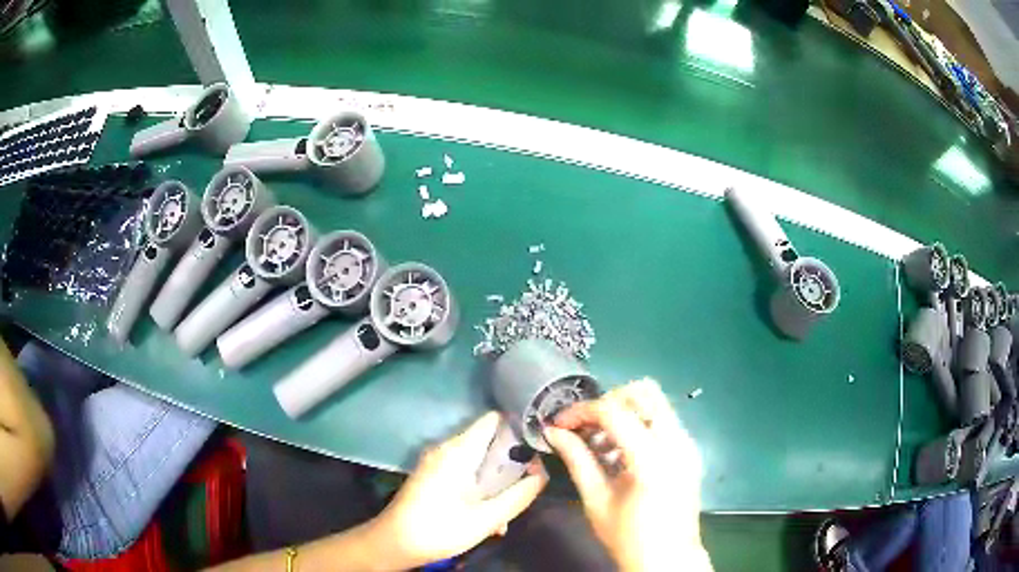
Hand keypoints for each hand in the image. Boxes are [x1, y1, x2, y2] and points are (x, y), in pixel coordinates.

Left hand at [370, 412, 547, 568]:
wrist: (394, 542)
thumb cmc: (440, 528)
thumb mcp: (487, 517)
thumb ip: (518, 495)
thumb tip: (542, 475)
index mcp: (458, 451)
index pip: (493, 420)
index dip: (518, 428)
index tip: (537, 448)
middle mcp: (446, 448)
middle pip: (488, 442)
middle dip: (510, 464)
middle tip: (525, 488)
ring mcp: (436, 461)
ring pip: (477, 461)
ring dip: (495, 482)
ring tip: (505, 512)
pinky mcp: (432, 475)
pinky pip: (464, 472)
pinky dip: (478, 487)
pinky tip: (485, 517)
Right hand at [545, 378, 711, 571]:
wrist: (668, 559)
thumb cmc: (628, 537)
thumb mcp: (596, 500)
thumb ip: (577, 460)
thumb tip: (554, 432)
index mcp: (652, 459)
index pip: (614, 412)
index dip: (582, 411)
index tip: (560, 423)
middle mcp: (676, 442)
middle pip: (644, 392)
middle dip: (608, 401)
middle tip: (585, 425)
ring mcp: (687, 444)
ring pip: (656, 402)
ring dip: (624, 411)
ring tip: (599, 439)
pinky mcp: (689, 451)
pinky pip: (663, 421)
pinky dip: (638, 423)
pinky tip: (620, 450)